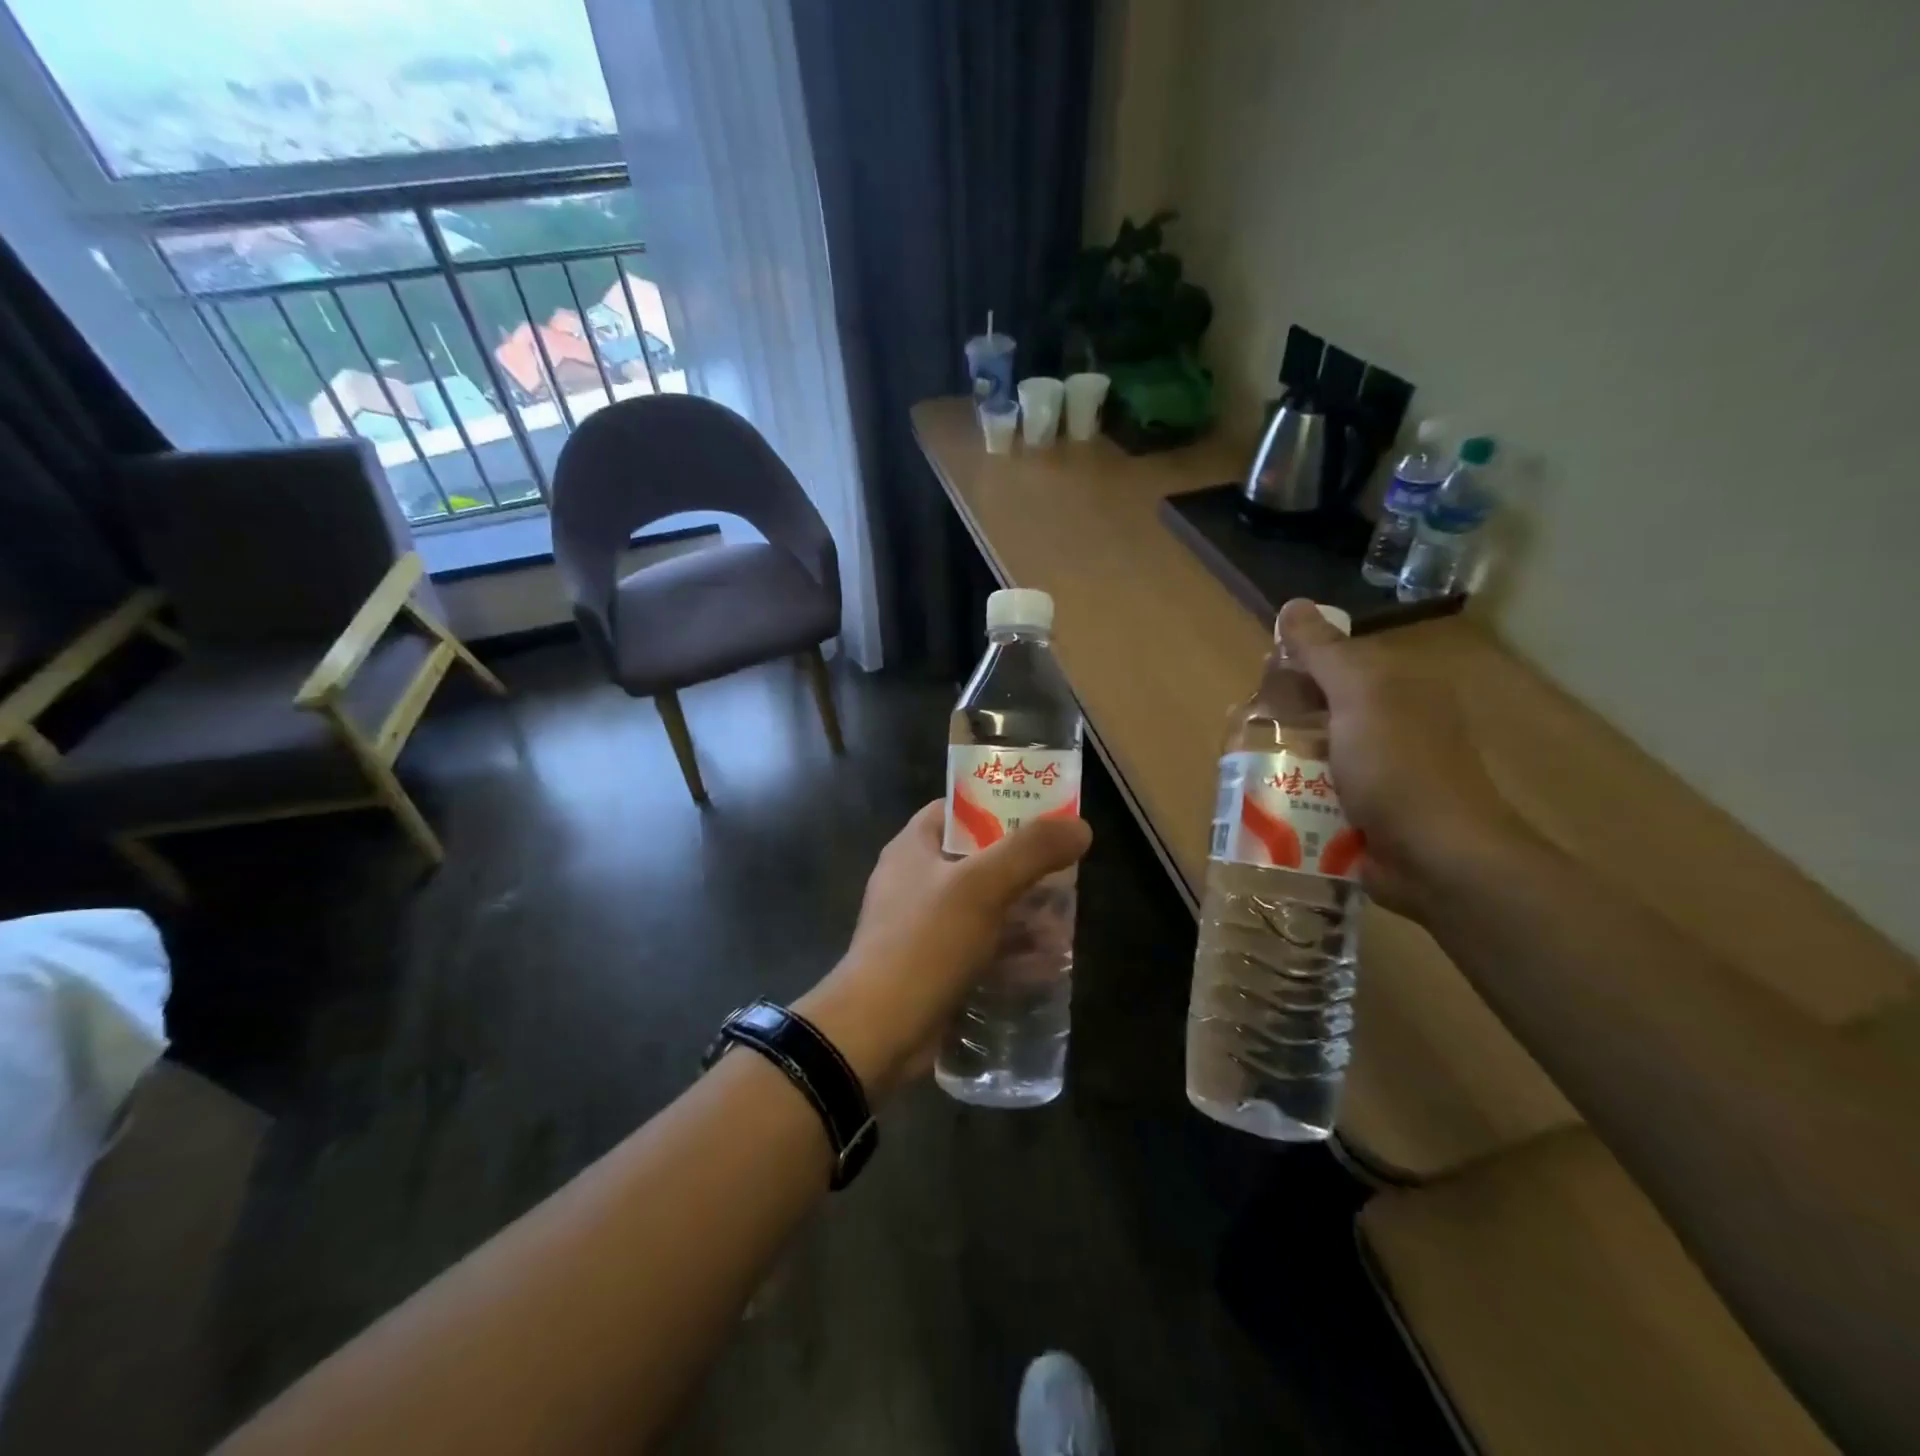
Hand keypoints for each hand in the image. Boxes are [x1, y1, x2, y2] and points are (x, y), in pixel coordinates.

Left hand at [796, 801, 1090, 1100]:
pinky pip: (979, 948)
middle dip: (1023, 870)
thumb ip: (1031, 851)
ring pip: (983, 908)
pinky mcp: (934, 967)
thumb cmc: (925, 943)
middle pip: (977, 861)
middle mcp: (914, 881)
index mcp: (912, 848)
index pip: (956, 810)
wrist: (877, 1032)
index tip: (1042, 815)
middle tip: (1065, 876)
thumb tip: (1079, 826)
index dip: (998, 806)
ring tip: (1064, 927)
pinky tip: (1046, 965)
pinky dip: (1010, 952)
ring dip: (1022, 916)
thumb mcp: (981, 887)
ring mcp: (922, 927)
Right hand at [1276, 599, 1525, 916]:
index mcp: (1399, 688)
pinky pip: (1321, 793)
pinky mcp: (1369, 813)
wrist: (1438, 860)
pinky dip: (1296, 795)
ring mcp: (1382, 772)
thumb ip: (1324, 653)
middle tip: (1245, 733)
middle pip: (1323, 708)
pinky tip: (1268, 803)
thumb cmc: (1398, 769)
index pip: (1337, 662)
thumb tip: (1293, 604)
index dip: (1296, 667)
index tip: (1259, 686)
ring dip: (1284, 760)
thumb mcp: (1359, 696)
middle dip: (1283, 718)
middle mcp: (1394, 724)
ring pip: (1318, 753)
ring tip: (1247, 772)